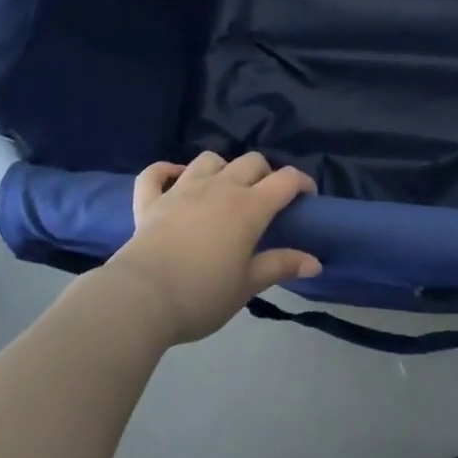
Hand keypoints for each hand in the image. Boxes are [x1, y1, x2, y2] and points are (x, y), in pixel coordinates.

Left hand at [106, 151, 321, 345]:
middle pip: (251, 162)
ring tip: (224, 189)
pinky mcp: (150, 201)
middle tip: (266, 199)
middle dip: (265, 173)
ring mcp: (182, 189)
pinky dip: (165, 171)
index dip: (301, 182)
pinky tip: (173, 177)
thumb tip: (315, 262)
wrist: (142, 298)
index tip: (307, 196)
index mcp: (249, 206)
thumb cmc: (202, 294)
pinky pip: (155, 174)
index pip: (285, 180)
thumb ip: (281, 266)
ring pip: (209, 160)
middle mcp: (219, 187)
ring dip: (221, 168)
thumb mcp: (247, 285)